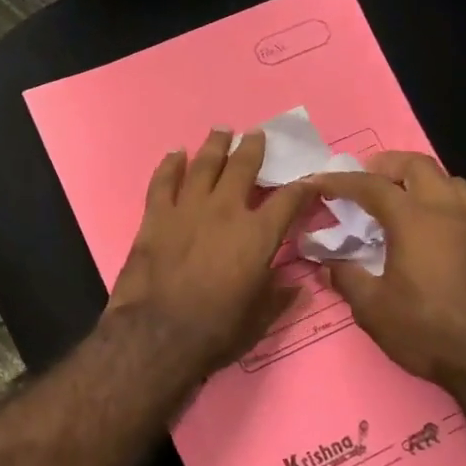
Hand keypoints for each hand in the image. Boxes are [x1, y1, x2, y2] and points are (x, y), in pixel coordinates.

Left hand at [107, 128, 316, 376]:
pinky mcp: (155, 216)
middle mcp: (225, 211)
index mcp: (258, 235)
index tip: (309, 180)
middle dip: (253, 148)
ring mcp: (187, 208)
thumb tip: (296, 285)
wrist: (157, 334)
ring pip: (204, 164)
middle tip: (256, 134)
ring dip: (214, 146)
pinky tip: (175, 154)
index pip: (289, 200)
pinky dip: (169, 165)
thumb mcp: (258, 320)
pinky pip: (163, 181)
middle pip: (243, 167)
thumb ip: (277, 297)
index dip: (303, 187)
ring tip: (221, 131)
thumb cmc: (215, 332)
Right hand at [314, 152, 465, 390]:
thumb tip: (326, 265)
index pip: (371, 186)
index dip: (341, 181)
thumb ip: (346, 279)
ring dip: (420, 178)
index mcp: (413, 220)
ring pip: (449, 180)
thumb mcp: (373, 309)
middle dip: (387, 164)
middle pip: (418, 166)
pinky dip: (441, 201)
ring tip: (400, 196)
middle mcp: (446, 212)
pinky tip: (429, 227)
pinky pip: (464, 205)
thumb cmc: (428, 330)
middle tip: (364, 178)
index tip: (318, 181)